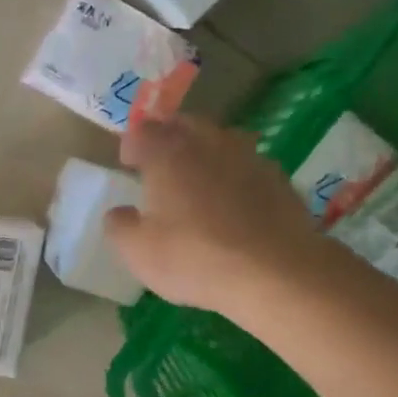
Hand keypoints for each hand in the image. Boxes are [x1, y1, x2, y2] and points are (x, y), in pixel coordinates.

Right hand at [106, 115, 352, 320]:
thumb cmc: (194, 258)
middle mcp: (208, 144)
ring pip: (222, 140)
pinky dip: (235, 175)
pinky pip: (248, 166)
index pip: (144, 131)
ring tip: (199, 178)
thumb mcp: (138, 252)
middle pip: (185, 124)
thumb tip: (118, 213)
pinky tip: (234, 202)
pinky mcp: (279, 179)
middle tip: (161, 162)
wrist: (275, 272)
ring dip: (206, 152)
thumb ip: (120, 227)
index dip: (132, 143)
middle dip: (169, 137)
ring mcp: (249, 157)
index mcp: (168, 154)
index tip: (128, 162)